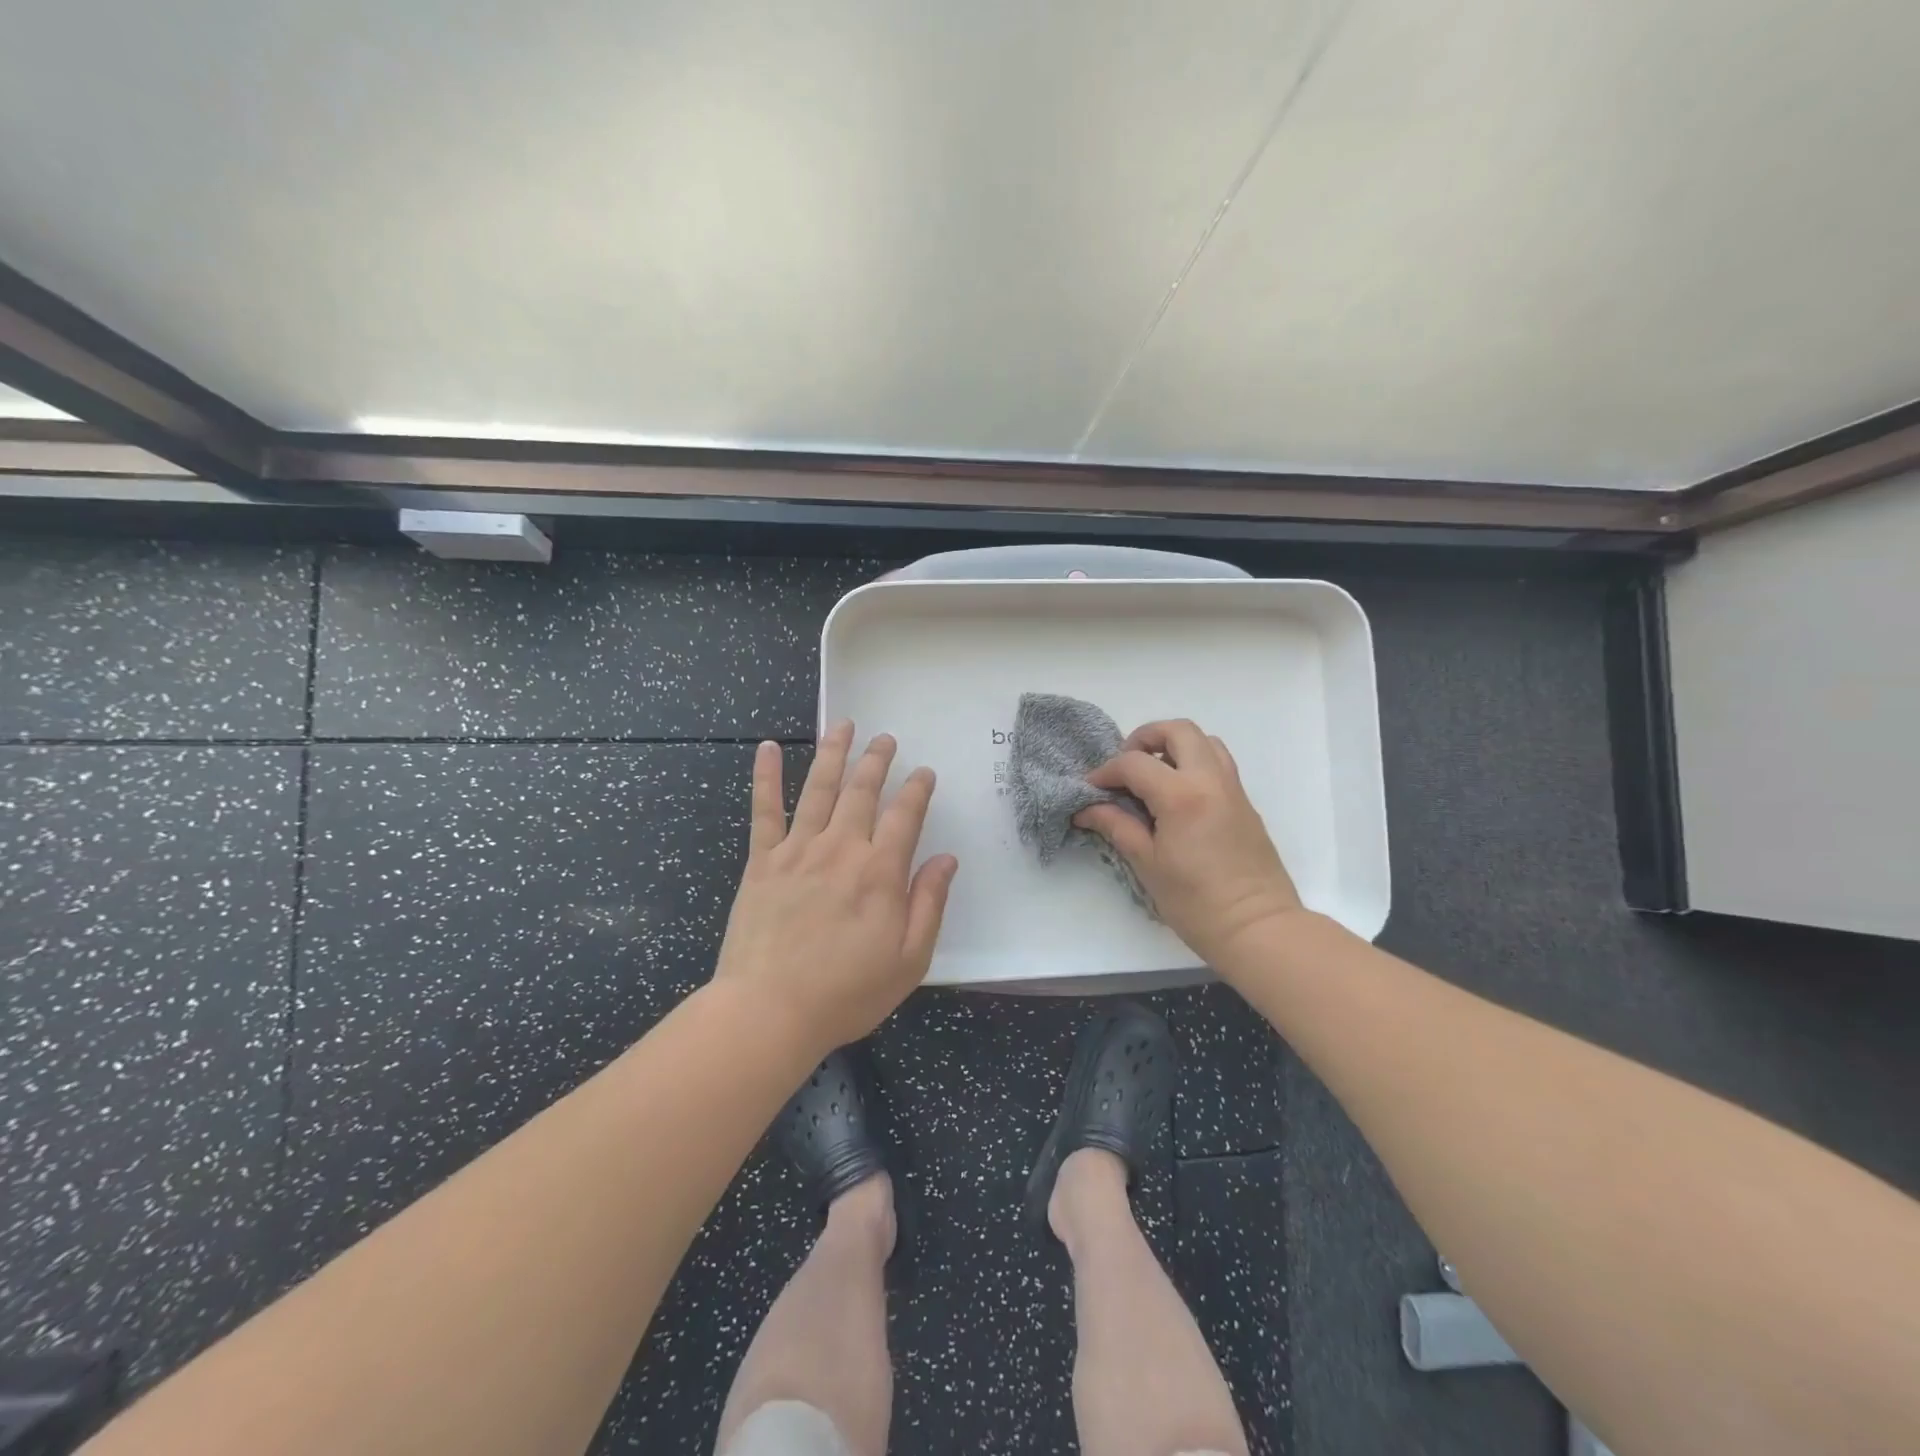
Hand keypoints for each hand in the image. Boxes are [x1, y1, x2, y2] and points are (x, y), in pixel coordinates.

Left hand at [713, 721, 958, 1053]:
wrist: (769, 1010)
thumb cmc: (846, 992)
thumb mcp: (908, 960)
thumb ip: (929, 904)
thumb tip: (947, 859)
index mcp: (880, 872)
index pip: (905, 816)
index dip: (917, 790)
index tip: (924, 772)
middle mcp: (841, 848)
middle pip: (863, 791)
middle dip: (877, 760)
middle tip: (886, 738)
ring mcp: (798, 850)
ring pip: (819, 788)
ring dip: (833, 753)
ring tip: (843, 725)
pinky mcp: (762, 861)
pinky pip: (764, 810)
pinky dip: (765, 776)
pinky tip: (766, 748)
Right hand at [1075, 719, 1301, 970]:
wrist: (1258, 928)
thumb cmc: (1196, 902)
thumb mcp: (1147, 864)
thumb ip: (1117, 827)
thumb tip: (1087, 809)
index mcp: (1181, 795)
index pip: (1135, 763)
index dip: (1106, 772)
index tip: (1091, 789)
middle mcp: (1210, 780)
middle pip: (1178, 730)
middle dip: (1145, 738)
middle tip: (1126, 766)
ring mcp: (1232, 788)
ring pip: (1204, 741)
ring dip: (1174, 746)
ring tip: (1153, 775)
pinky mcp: (1244, 802)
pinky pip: (1218, 762)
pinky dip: (1193, 762)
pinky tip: (1176, 795)